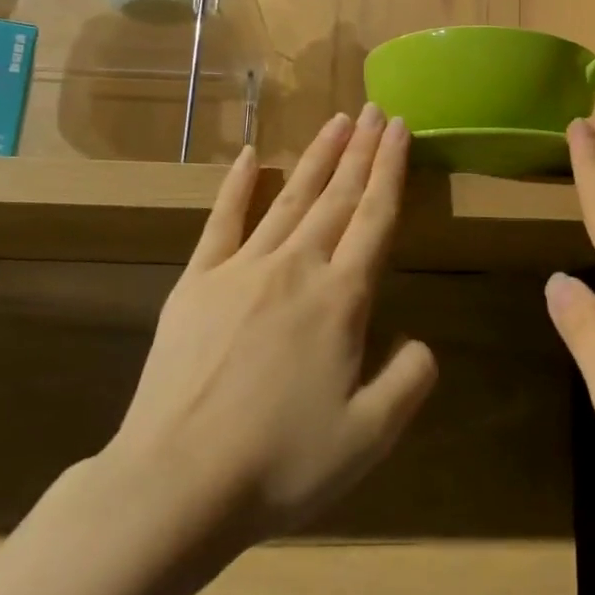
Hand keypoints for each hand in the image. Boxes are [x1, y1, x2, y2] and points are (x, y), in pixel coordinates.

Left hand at [108, 106, 437, 547]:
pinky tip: (251, 156)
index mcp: (340, 299)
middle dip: (361, 149)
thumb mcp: (369, 436)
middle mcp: (296, 268)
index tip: (400, 128)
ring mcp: (241, 270)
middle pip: (337, 196)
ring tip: (337, 121)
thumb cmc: (281, 464)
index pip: (375, 217)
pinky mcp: (195, 283)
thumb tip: (419, 341)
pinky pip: (221, 223)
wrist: (176, 484)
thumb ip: (409, 379)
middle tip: (375, 109)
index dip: (391, 169)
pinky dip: (236, 187)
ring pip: (290, 198)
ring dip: (317, 157)